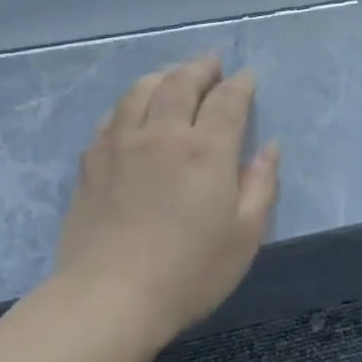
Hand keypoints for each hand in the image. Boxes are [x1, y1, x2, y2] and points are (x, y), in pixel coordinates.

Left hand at [55, 55, 279, 337]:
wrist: (109, 298)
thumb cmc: (189, 272)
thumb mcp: (245, 235)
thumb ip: (261, 185)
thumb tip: (270, 147)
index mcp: (206, 150)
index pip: (228, 100)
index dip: (241, 84)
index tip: (248, 76)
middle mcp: (163, 134)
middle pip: (181, 82)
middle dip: (202, 67)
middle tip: (213, 62)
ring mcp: (121, 144)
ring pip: (141, 91)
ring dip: (163, 76)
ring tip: (174, 76)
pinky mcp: (91, 162)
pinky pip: (112, 115)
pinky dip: (130, 102)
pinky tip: (134, 110)